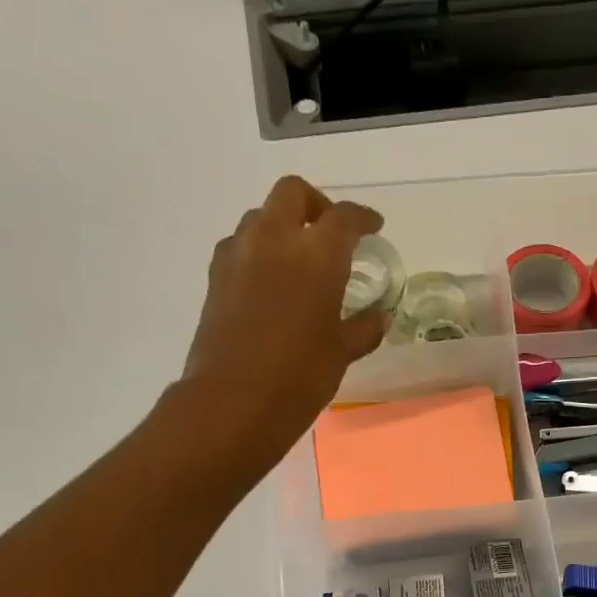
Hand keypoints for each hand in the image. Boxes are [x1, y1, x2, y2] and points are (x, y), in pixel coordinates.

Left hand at [183, 176, 386, 453]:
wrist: (234, 401)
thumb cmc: (299, 377)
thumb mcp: (341, 354)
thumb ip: (364, 328)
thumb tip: (379, 316)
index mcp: (317, 255)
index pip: (344, 217)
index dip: (362, 218)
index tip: (373, 227)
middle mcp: (275, 239)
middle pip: (294, 194)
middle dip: (316, 205)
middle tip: (331, 233)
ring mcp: (240, 254)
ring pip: (262, 216)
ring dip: (283, 225)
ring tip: (298, 258)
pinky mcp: (216, 275)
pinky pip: (241, 244)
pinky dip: (259, 250)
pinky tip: (270, 281)